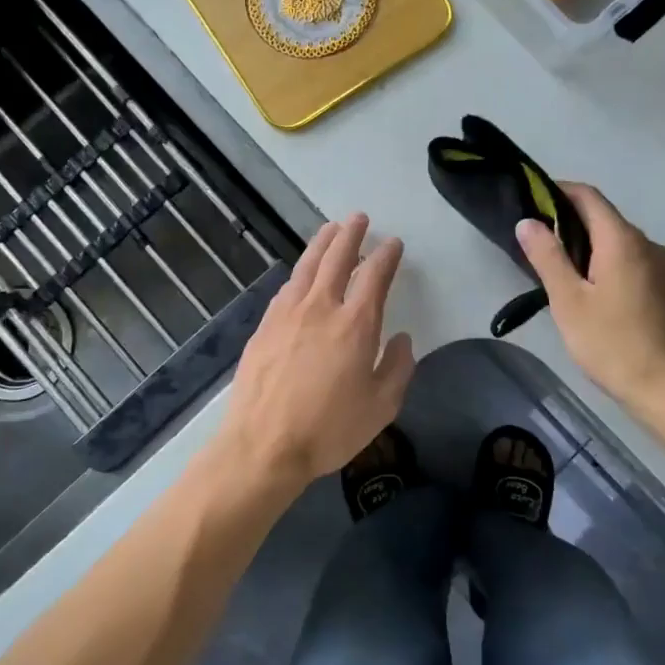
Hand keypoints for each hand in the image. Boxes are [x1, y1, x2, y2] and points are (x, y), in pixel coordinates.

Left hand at [213, 214, 415, 497]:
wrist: (262, 446)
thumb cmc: (329, 429)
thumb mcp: (381, 406)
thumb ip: (398, 367)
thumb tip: (402, 339)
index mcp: (355, 324)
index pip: (375, 276)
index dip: (386, 256)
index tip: (393, 244)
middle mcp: (321, 307)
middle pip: (337, 258)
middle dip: (351, 235)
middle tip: (359, 218)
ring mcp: (287, 314)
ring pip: (307, 266)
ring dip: (321, 244)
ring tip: (330, 229)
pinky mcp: (264, 326)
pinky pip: (286, 287)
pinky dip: (299, 272)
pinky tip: (301, 274)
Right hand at [515, 184, 664, 419]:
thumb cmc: (612, 344)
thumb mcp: (569, 301)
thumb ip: (547, 257)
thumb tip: (528, 222)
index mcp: (623, 240)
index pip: (589, 196)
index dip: (559, 191)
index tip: (531, 200)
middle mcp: (648, 244)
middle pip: (604, 218)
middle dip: (569, 221)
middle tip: (536, 240)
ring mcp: (663, 267)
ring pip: (618, 242)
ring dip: (588, 245)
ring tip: (558, 268)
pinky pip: (632, 261)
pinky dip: (607, 262)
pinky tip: (591, 290)